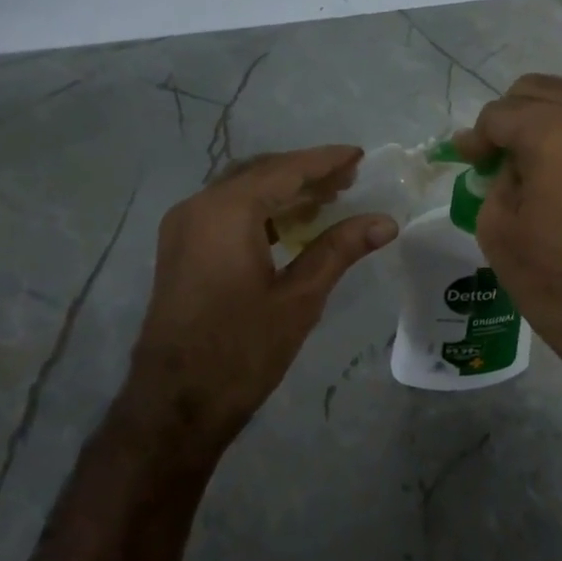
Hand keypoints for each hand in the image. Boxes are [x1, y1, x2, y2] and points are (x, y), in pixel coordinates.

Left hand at [126, 146, 394, 460]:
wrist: (176, 404)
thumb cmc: (242, 350)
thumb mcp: (299, 298)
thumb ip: (339, 250)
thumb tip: (385, 222)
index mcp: (225, 212)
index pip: (284, 171)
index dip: (325, 161)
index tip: (359, 155)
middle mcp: (198, 207)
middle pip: (260, 173)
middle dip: (305, 173)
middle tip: (349, 180)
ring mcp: (183, 228)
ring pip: (241, 191)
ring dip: (283, 191)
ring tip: (328, 199)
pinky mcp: (181, 250)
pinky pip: (225, 213)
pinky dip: (260, 210)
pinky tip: (291, 225)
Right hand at [455, 75, 561, 388]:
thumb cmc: (556, 281)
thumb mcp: (499, 230)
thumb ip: (496, 180)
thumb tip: (505, 162)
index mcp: (552, 132)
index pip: (500, 114)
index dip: (477, 137)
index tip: (467, 159)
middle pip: (538, 90)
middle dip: (511, 117)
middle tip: (497, 154)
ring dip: (550, 111)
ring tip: (536, 147)